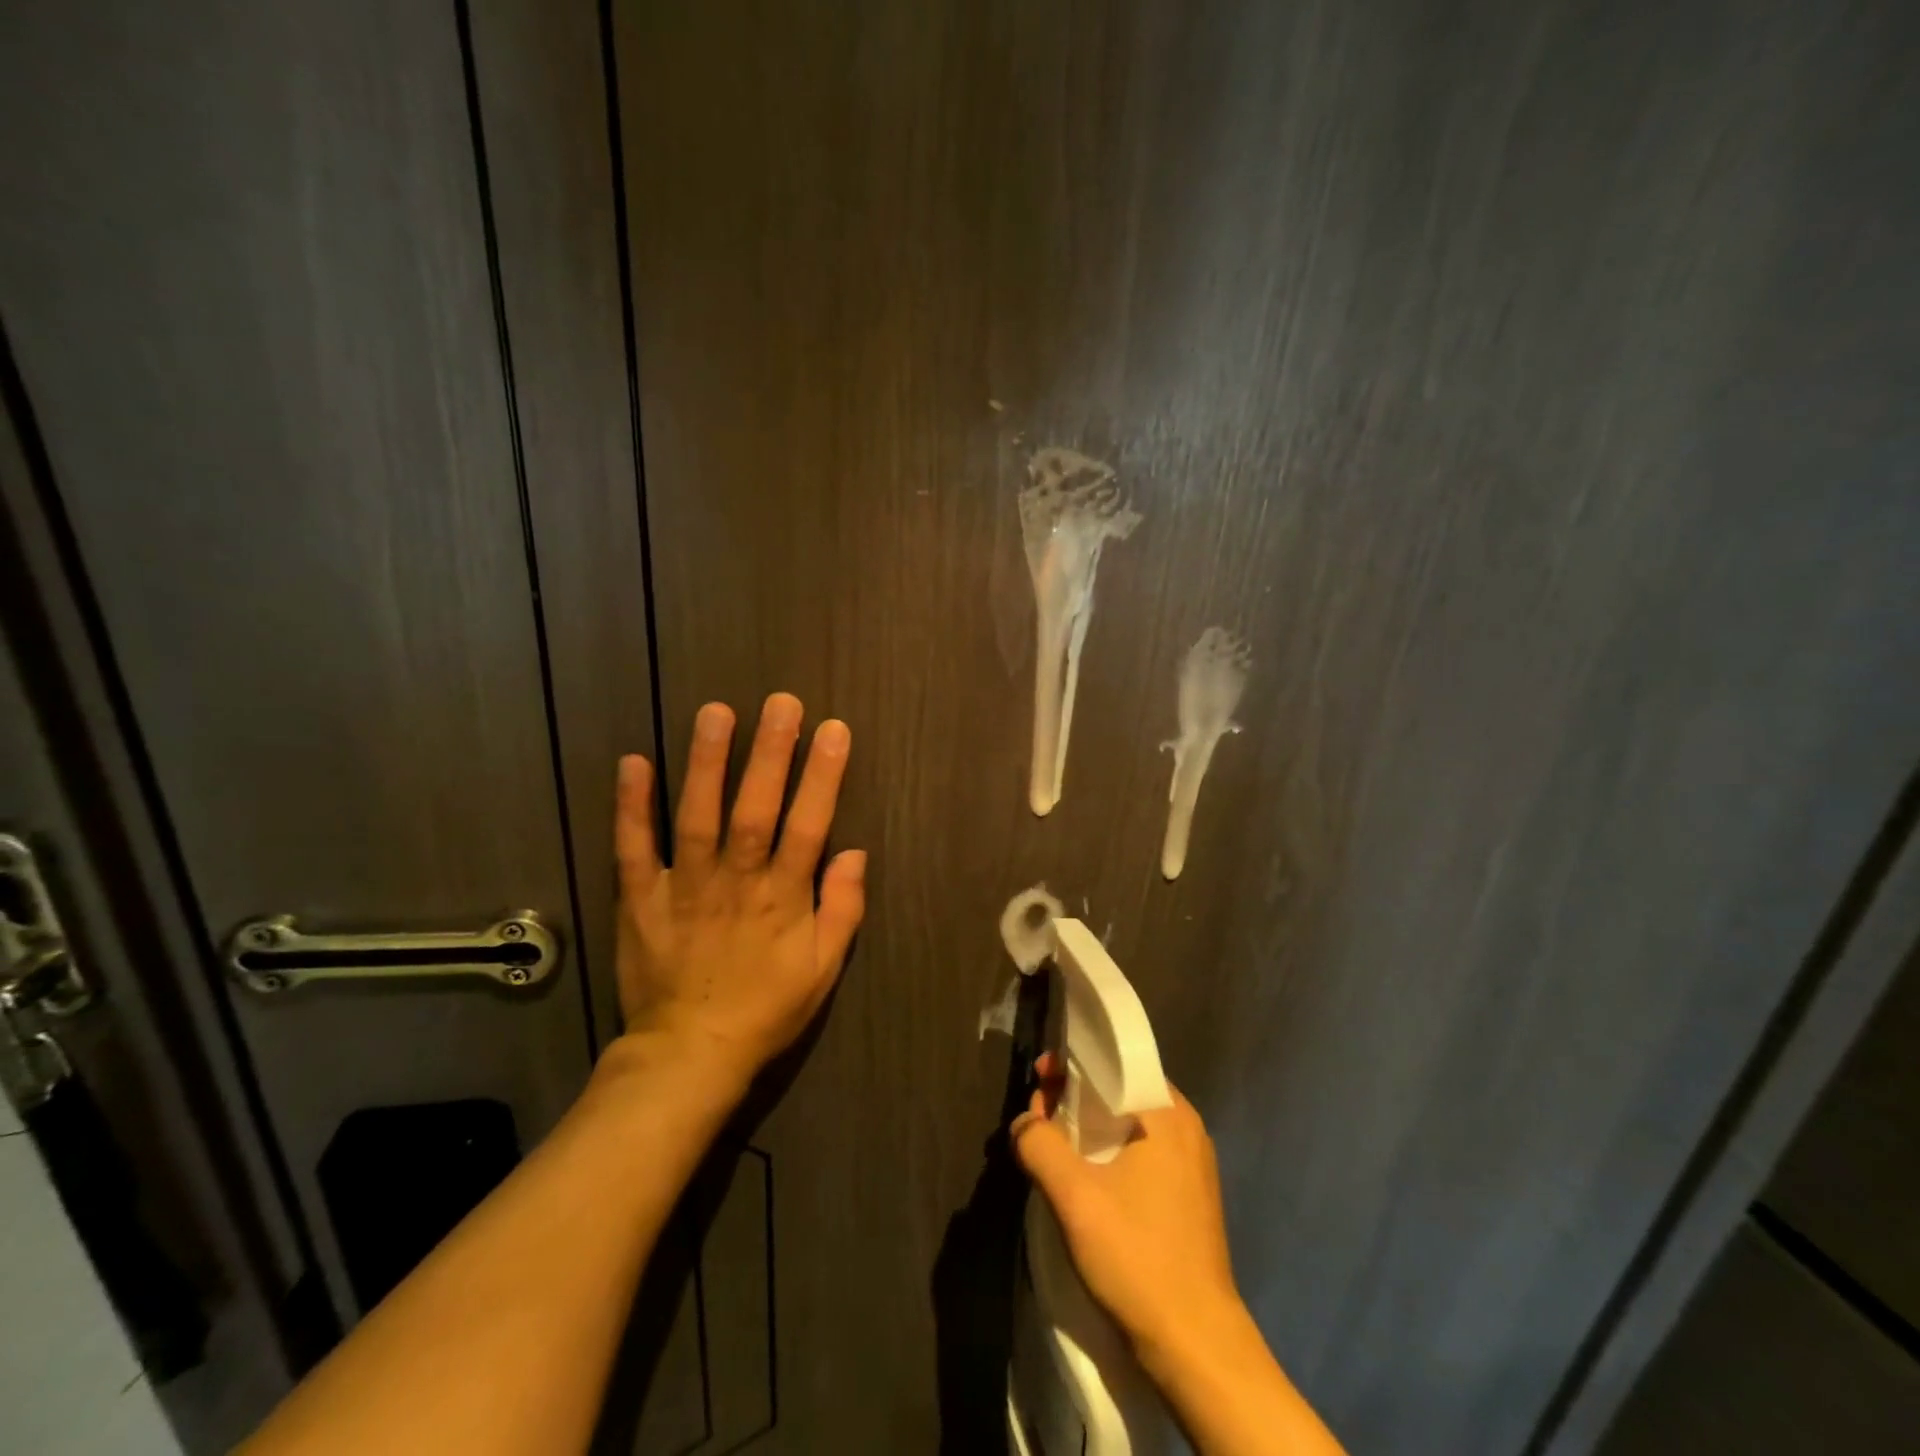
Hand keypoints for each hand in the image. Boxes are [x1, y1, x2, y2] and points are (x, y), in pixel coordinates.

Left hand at [611, 693, 865, 1090]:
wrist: (690, 1053)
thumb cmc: (766, 1009)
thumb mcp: (823, 970)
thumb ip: (843, 909)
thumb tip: (856, 853)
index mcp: (783, 899)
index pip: (808, 827)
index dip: (822, 777)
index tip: (833, 731)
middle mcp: (736, 883)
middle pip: (755, 811)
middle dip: (770, 755)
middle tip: (781, 703)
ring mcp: (684, 888)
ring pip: (697, 818)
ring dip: (706, 764)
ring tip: (716, 712)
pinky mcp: (640, 899)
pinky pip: (633, 848)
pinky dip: (632, 806)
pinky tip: (634, 761)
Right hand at [1011, 1061, 1243, 1359]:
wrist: (1196, 1346)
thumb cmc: (1136, 1256)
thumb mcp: (1073, 1195)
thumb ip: (1039, 1144)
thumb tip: (1024, 1123)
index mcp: (1168, 1112)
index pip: (1114, 1063)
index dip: (1071, 1065)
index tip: (1039, 1080)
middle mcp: (1185, 1127)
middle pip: (1119, 1091)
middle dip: (1075, 1097)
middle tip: (1037, 1115)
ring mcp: (1192, 1163)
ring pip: (1129, 1124)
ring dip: (1089, 1127)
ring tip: (1053, 1144)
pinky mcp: (1190, 1195)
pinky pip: (1142, 1152)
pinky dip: (1109, 1152)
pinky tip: (1084, 1176)